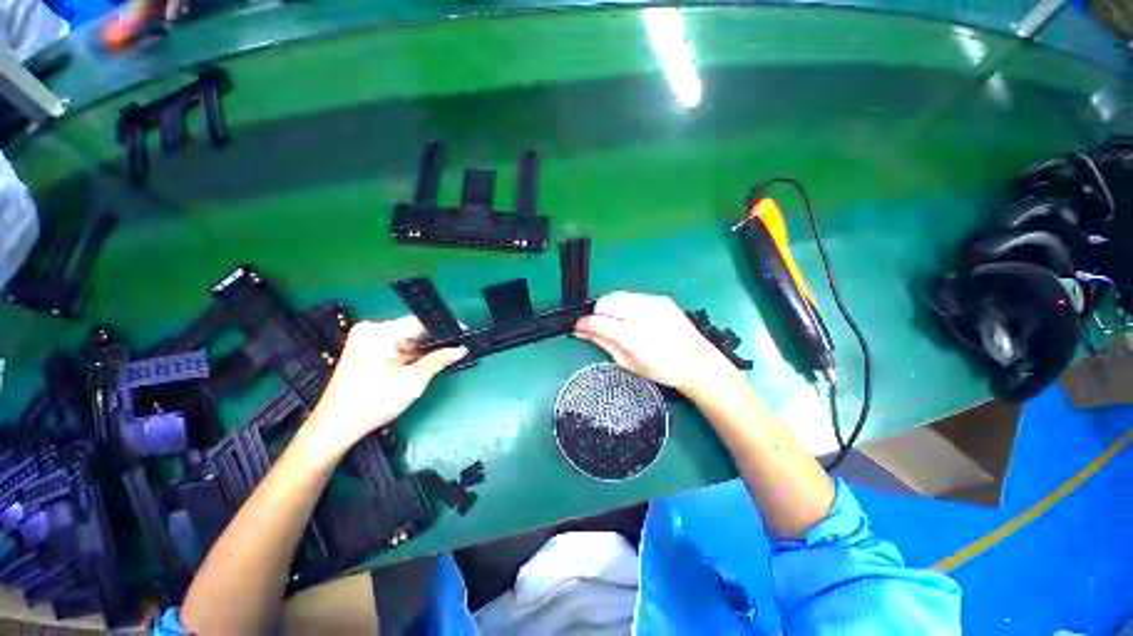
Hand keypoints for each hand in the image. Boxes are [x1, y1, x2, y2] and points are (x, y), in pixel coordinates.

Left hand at [300, 317, 466, 463]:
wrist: (334, 427)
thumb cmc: (373, 403)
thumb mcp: (412, 382)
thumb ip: (438, 360)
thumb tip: (461, 349)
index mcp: (378, 332)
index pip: (419, 322)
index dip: (444, 328)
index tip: (464, 333)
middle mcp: (370, 329)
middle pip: (412, 330)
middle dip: (433, 341)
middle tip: (457, 349)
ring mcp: (365, 339)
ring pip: (405, 339)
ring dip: (422, 350)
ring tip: (444, 358)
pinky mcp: (364, 350)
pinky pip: (395, 346)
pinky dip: (409, 355)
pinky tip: (422, 364)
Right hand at [574, 291, 737, 393]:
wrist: (695, 361)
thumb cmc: (661, 369)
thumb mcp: (626, 361)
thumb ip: (602, 342)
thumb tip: (583, 332)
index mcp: (630, 335)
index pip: (596, 321)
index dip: (583, 324)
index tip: (579, 328)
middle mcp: (639, 314)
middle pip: (604, 302)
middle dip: (597, 313)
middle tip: (601, 326)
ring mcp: (651, 303)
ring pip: (617, 295)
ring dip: (611, 307)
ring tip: (619, 322)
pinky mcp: (660, 299)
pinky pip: (634, 296)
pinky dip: (627, 305)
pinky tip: (635, 318)